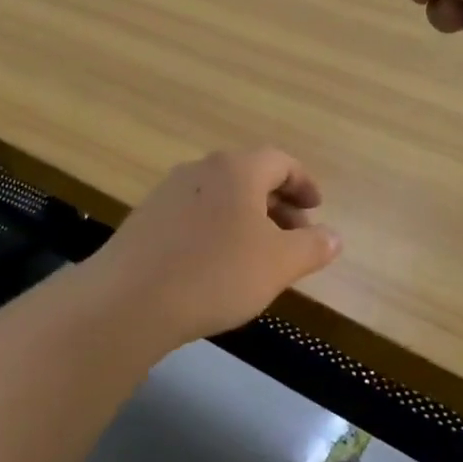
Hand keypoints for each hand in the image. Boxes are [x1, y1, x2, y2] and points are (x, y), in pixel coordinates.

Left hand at [87, 148, 339, 347]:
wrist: (129, 299)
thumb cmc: (215, 274)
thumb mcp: (278, 264)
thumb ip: (312, 247)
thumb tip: (334, 236)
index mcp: (237, 169)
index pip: (281, 162)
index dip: (304, 183)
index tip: (317, 208)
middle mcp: (202, 169)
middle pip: (250, 176)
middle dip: (278, 204)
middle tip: (295, 238)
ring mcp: (169, 191)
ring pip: (221, 196)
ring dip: (248, 218)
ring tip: (260, 255)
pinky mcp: (147, 217)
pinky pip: (196, 214)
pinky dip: (218, 229)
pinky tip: (218, 265)